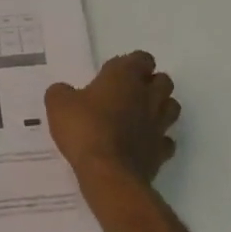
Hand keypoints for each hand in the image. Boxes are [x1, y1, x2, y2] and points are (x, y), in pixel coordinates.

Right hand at [45, 51, 180, 186]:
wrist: (107, 173)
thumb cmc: (84, 129)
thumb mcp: (58, 104)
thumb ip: (61, 92)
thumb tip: (63, 91)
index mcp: (124, 77)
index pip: (142, 58)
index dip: (133, 63)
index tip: (117, 72)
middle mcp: (147, 96)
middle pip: (164, 81)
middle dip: (152, 84)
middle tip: (130, 93)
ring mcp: (158, 125)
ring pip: (172, 107)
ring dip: (161, 108)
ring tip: (141, 115)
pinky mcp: (161, 152)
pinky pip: (166, 141)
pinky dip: (158, 140)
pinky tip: (143, 144)